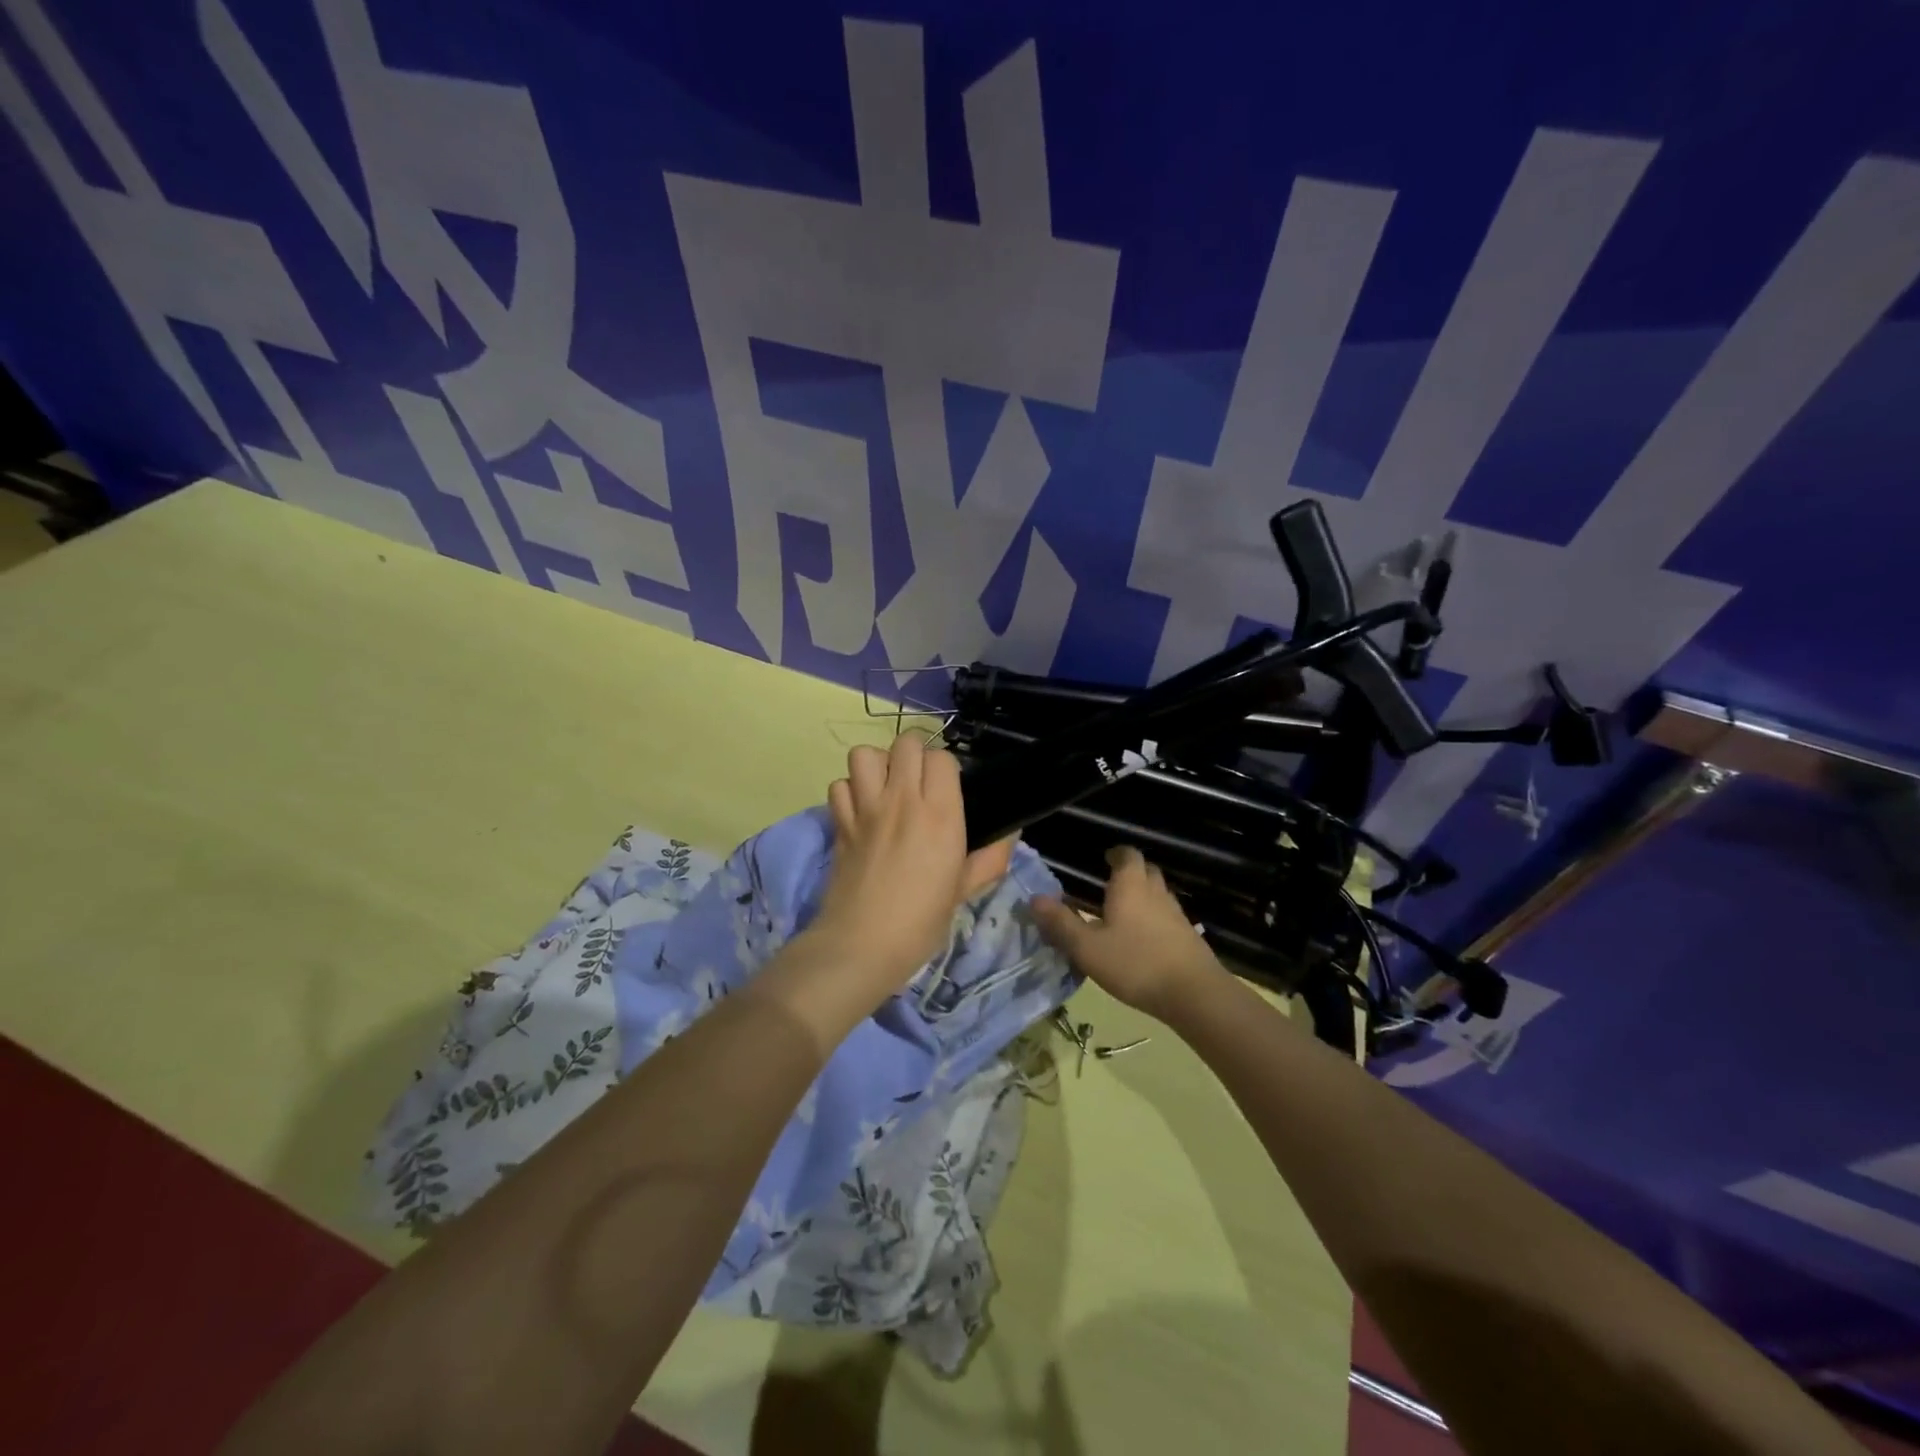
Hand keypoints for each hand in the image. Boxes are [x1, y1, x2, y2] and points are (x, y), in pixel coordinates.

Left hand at [815, 734, 1015, 988]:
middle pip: (905, 743)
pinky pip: (839, 785)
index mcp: (940, 815)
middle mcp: (902, 801)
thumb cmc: (921, 922)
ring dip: (877, 765)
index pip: (942, 758)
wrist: (861, 945)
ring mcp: (865, 809)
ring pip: (865, 754)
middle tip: (918, 783)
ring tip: (885, 788)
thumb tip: (1010, 833)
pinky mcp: (839, 823)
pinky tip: (860, 811)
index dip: (946, 769)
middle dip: (914, 755)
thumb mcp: (964, 891)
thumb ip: (991, 858)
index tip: (947, 790)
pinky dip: (849, 792)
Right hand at [1030, 846, 1222, 1023]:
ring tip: (1122, 914)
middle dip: (1129, 873)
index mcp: (1130, 886)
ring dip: (1142, 896)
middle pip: (1145, 871)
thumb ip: (1060, 924)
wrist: (1194, 994)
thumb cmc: (1135, 964)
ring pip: (1158, 894)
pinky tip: (1142, 941)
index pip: (1127, 855)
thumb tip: (1034, 900)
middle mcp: (1156, 892)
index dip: (1116, 854)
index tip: (1104, 858)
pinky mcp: (1188, 937)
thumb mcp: (1087, 948)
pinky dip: (1154, 919)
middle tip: (1109, 885)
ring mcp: (1176, 914)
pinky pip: (1167, 917)